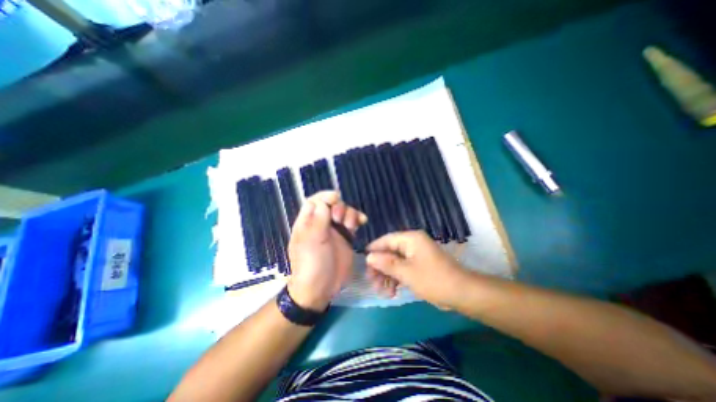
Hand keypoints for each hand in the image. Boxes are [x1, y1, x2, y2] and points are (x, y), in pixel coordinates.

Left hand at [288, 191, 364, 309]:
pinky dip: (358, 218)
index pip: (315, 201)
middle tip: (340, 219)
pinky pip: (352, 222)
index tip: (335, 198)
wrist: (322, 288)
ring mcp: (334, 230)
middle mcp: (321, 223)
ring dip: (350, 213)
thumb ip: (318, 220)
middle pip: (331, 204)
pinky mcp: (346, 237)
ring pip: (343, 212)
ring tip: (351, 225)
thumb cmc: (312, 264)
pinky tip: (363, 221)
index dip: (325, 196)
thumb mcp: (312, 241)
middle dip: (339, 206)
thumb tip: (324, 202)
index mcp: (307, 222)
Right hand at [365, 231, 468, 309]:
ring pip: (395, 262)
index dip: (374, 249)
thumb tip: (369, 256)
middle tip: (371, 281)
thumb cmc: (433, 279)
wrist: (462, 293)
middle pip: (390, 252)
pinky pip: (403, 268)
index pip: (386, 239)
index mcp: (410, 239)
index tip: (363, 260)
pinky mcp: (420, 265)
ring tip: (381, 291)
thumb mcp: (406, 272)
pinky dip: (396, 278)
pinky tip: (391, 291)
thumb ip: (386, 263)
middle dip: (380, 267)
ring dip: (387, 275)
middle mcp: (413, 243)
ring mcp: (417, 255)